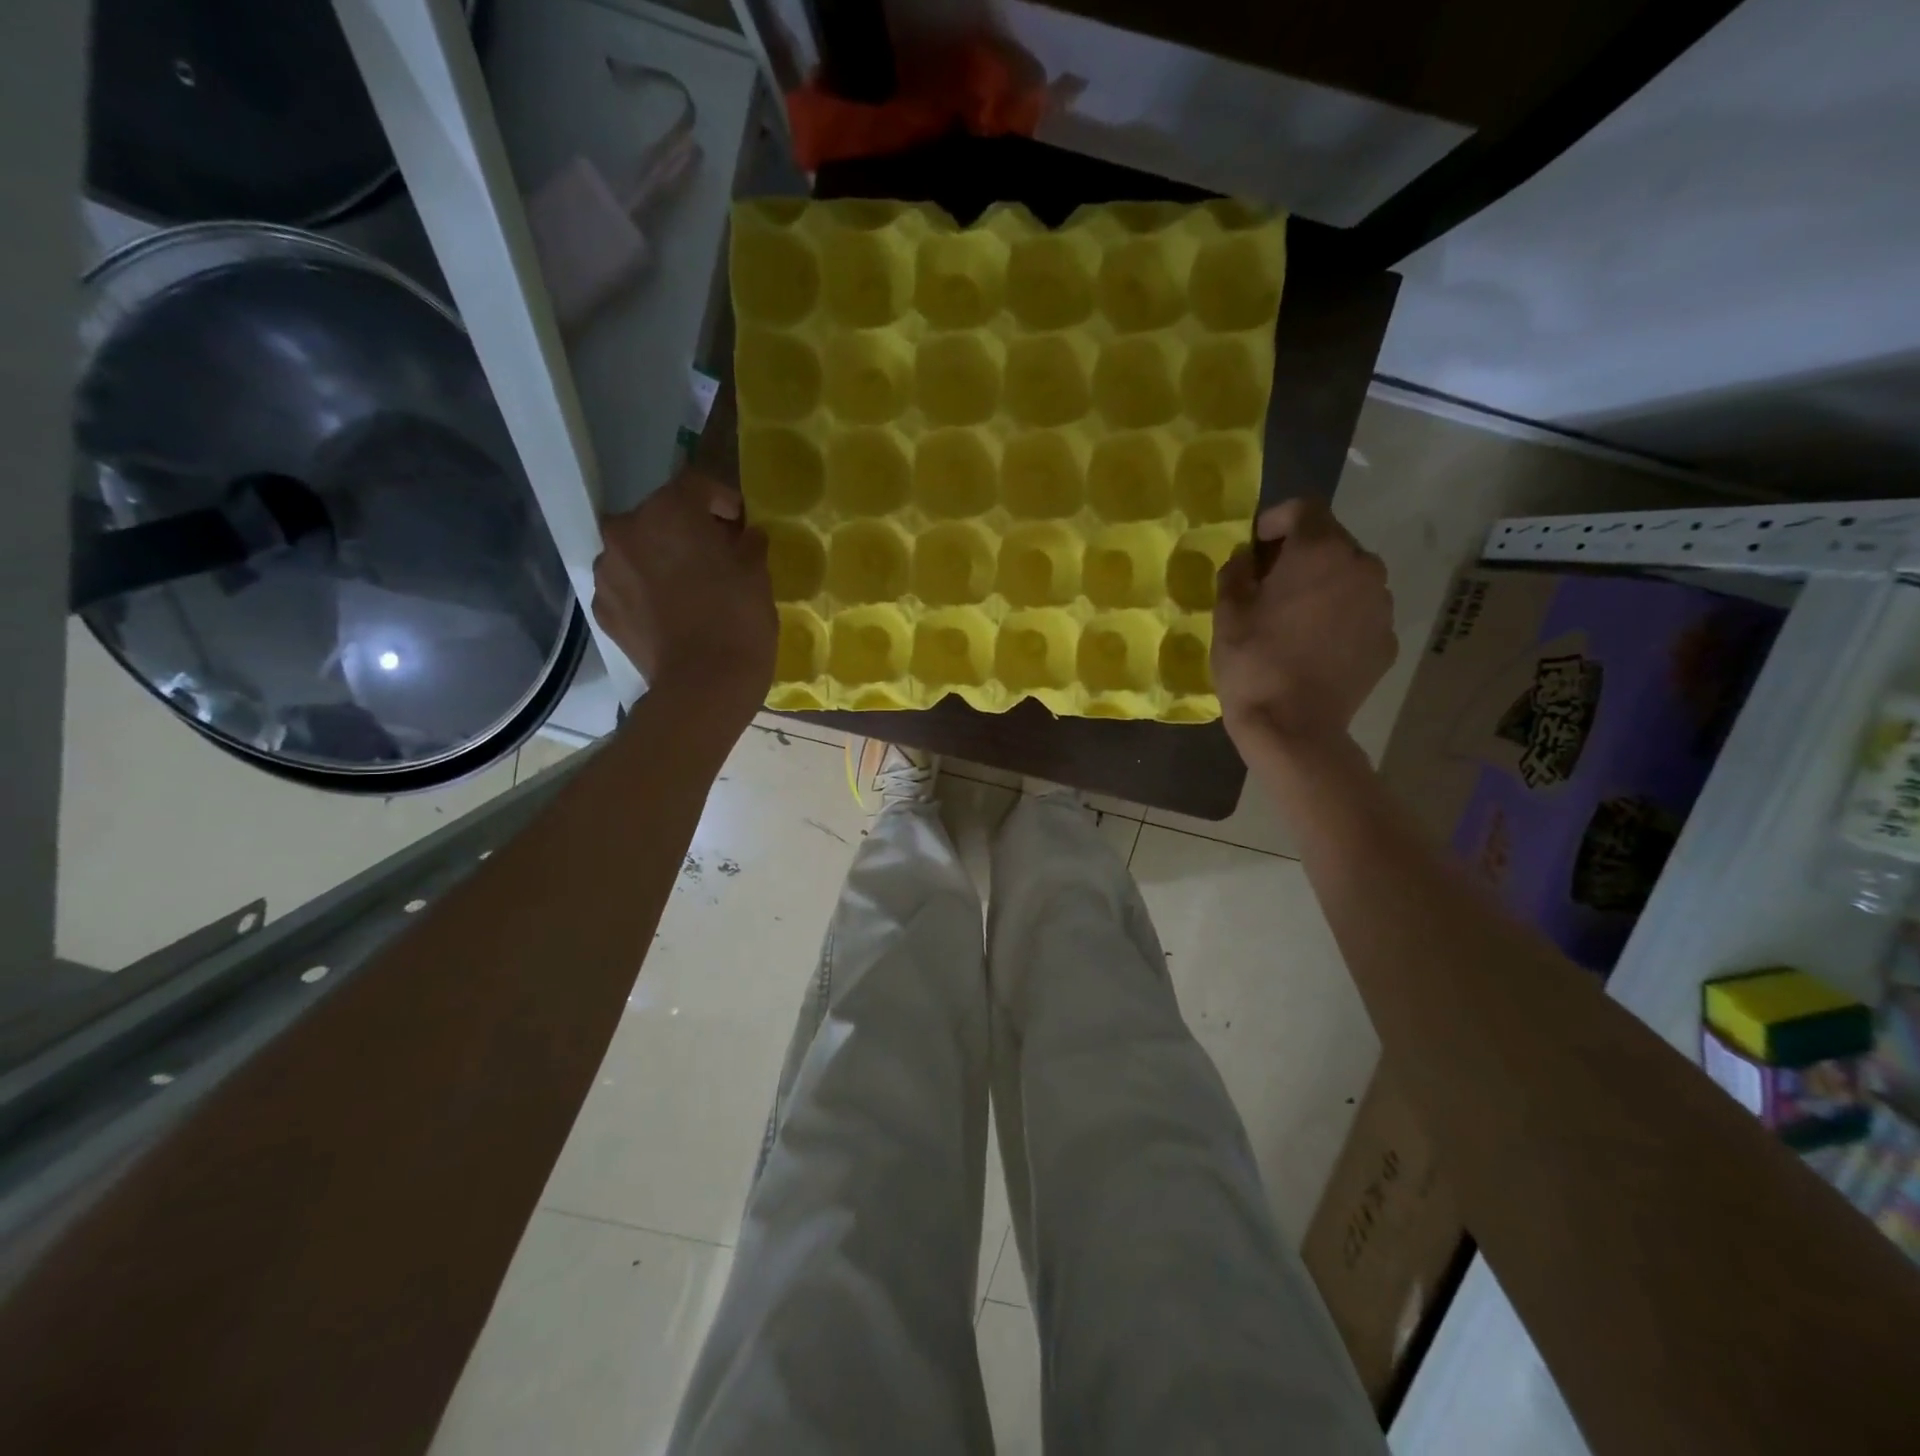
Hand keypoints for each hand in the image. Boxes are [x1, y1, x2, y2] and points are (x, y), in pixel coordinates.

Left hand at [592, 466, 775, 720]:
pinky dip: (646, 590)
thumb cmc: (738, 621)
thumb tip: (745, 536)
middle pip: (660, 516)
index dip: (722, 499)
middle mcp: (626, 530)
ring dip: (661, 558)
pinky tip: (670, 612)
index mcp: (669, 511)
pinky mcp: (602, 608)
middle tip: (715, 554)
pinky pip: (627, 586)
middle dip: (687, 529)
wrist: (703, 687)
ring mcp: (607, 571)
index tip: (739, 521)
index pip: (696, 485)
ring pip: (637, 550)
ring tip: (688, 586)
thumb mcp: (757, 575)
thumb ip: (748, 544)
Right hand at [1212, 497, 1395, 754]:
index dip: (1275, 520)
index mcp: (1321, 551)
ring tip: (1293, 618)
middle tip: (1268, 585)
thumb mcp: (1227, 611)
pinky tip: (1313, 647)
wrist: (1293, 727)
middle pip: (1330, 542)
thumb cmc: (1253, 662)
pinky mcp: (1386, 640)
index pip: (1304, 508)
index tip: (1254, 547)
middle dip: (1299, 554)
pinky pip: (1359, 613)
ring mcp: (1381, 605)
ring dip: (1322, 585)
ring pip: (1349, 578)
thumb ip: (1237, 571)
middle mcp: (1362, 566)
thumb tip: (1248, 560)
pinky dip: (1338, 617)